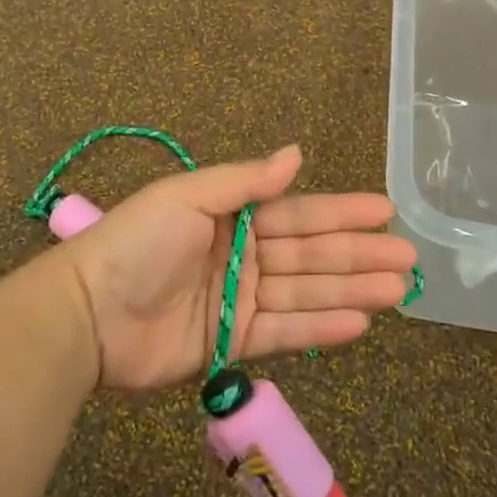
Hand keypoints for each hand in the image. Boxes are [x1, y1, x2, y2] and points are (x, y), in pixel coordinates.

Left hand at [58, 144, 415, 392]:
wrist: (88, 313)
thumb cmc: (138, 243)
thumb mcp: (188, 196)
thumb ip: (245, 181)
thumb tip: (296, 154)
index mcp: (231, 216)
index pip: (298, 213)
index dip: (341, 212)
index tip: (386, 211)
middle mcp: (241, 255)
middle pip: (310, 254)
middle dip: (358, 254)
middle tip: (408, 259)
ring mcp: (238, 301)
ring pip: (305, 293)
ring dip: (351, 291)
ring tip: (397, 292)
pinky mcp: (232, 343)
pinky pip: (284, 333)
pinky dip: (320, 328)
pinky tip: (359, 323)